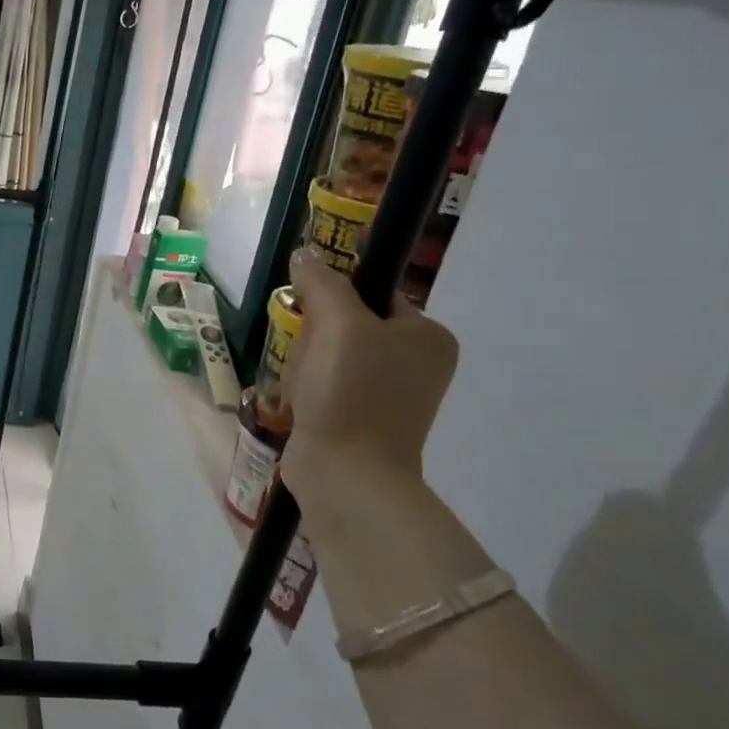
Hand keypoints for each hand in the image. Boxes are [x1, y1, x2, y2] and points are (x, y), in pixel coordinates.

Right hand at [279, 249, 457, 500]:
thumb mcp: (338, 324)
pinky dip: (307, 392)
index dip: (334, 300)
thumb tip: (306, 253)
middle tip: (308, 360)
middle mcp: (417, 364)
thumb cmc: (350, 392)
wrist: (346, 475)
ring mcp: (390, 396)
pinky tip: (301, 405)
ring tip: (302, 388)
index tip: (311, 318)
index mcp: (428, 337)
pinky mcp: (362, 420)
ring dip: (304, 367)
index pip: (373, 294)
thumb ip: (322, 282)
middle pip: (346, 326)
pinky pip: (326, 387)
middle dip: (314, 339)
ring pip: (330, 357)